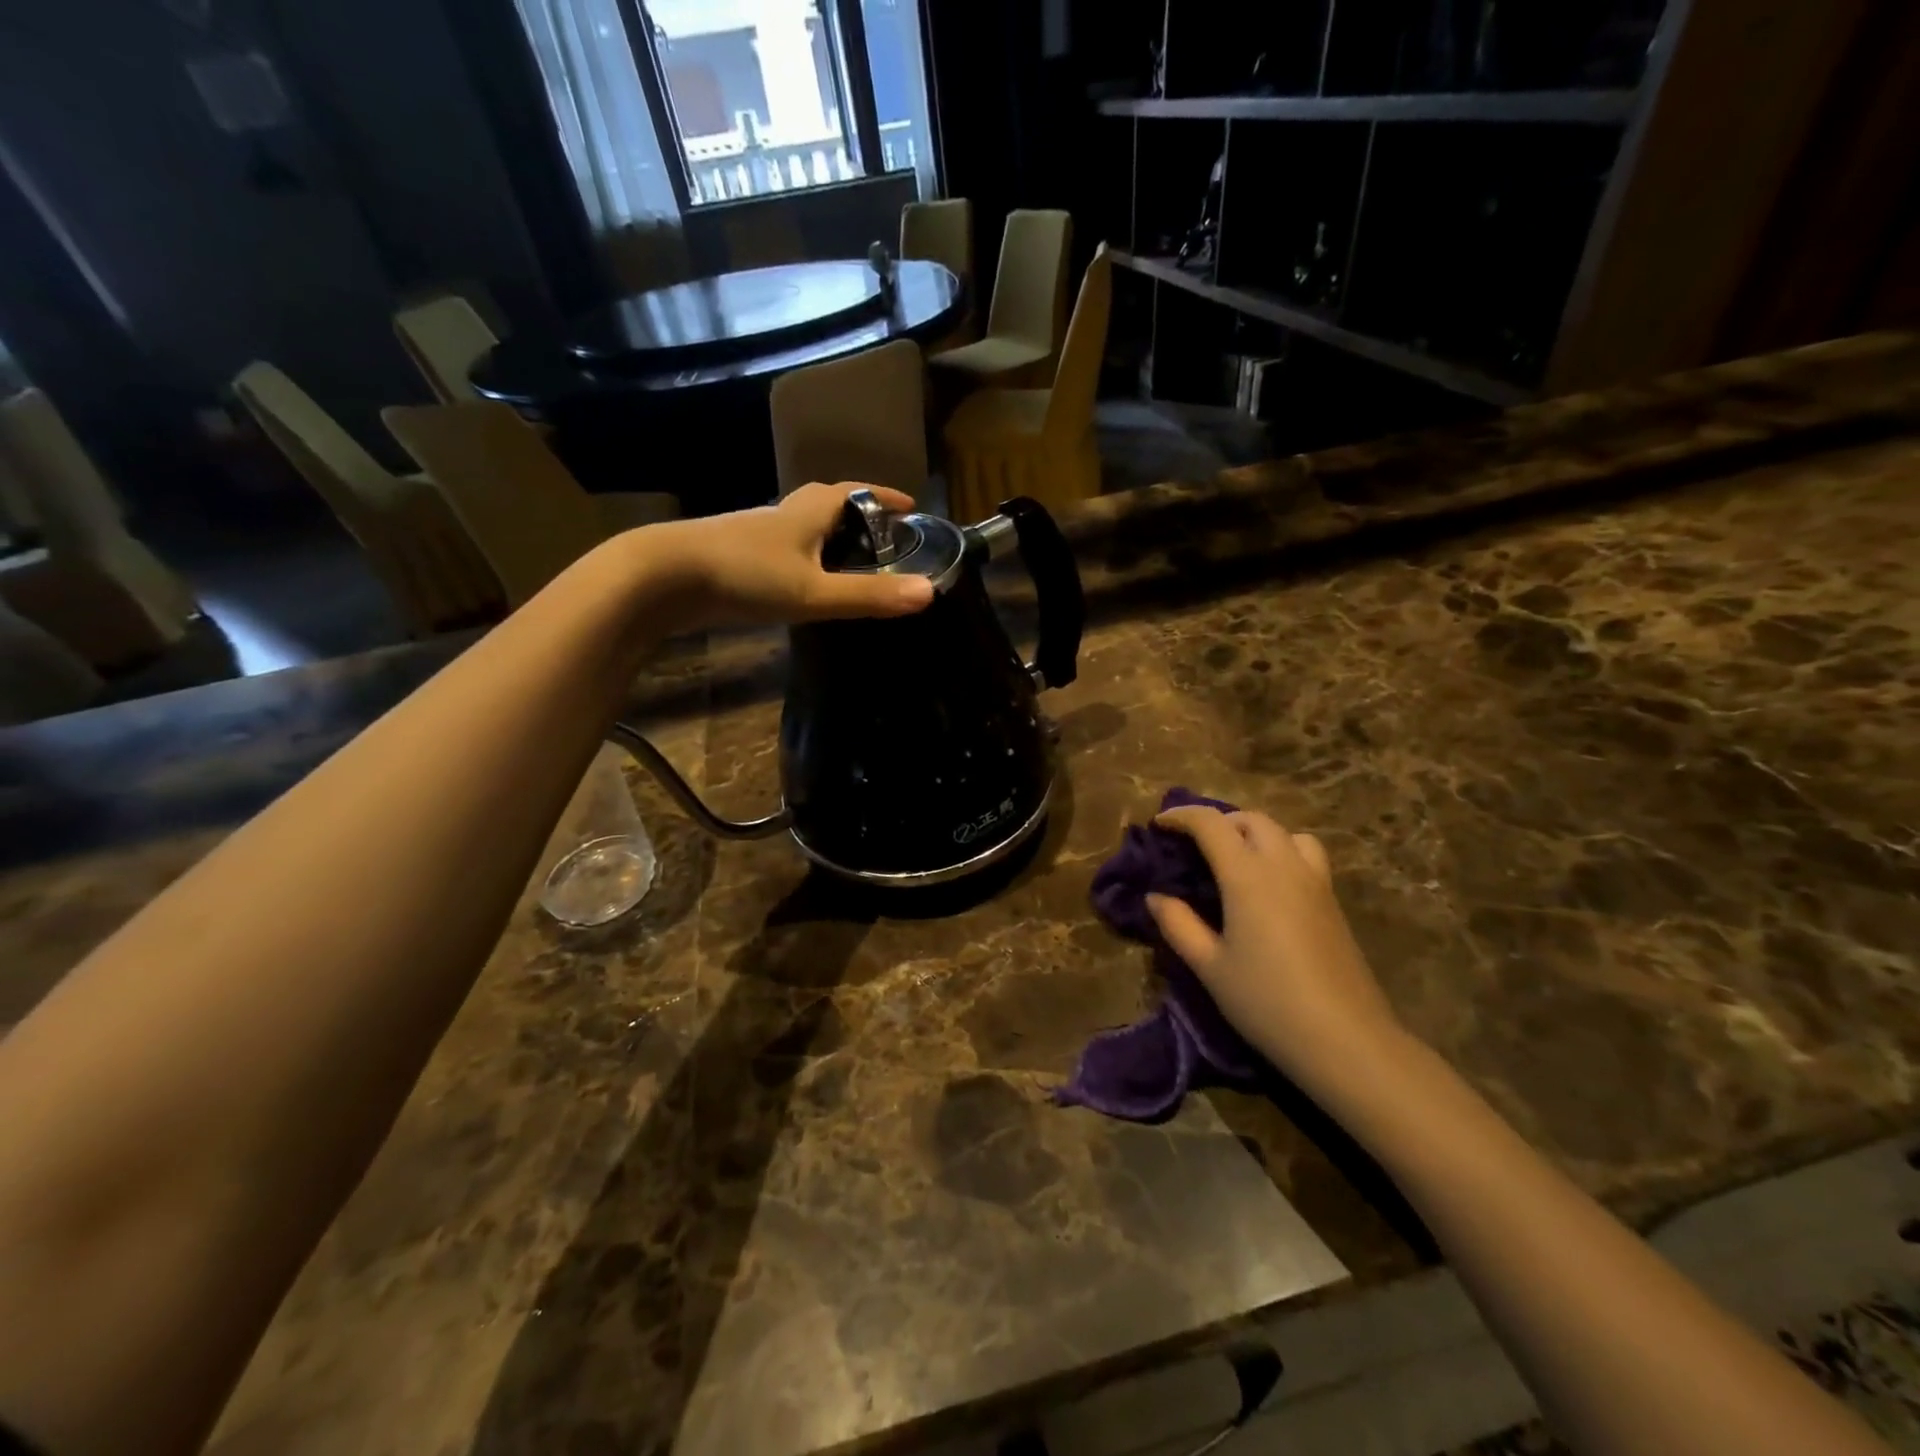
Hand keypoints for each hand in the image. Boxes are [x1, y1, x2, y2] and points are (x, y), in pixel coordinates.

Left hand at [639, 483, 934, 630]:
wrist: (662, 576)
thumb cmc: (745, 575)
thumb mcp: (814, 592)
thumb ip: (869, 596)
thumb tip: (929, 593)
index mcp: (807, 511)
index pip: (854, 492)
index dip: (883, 496)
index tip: (910, 505)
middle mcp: (782, 514)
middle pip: (825, 503)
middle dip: (856, 514)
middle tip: (880, 536)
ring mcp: (754, 533)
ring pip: (800, 526)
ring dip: (826, 535)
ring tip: (848, 560)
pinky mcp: (734, 555)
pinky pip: (780, 548)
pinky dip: (801, 556)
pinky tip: (801, 580)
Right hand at [1148, 807, 1404, 1086]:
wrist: (1346, 1040)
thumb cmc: (1266, 1001)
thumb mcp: (1209, 966)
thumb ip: (1178, 925)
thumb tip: (1156, 897)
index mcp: (1248, 876)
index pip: (1211, 824)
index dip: (1181, 817)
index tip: (1158, 825)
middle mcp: (1284, 866)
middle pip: (1251, 820)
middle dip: (1218, 821)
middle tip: (1193, 844)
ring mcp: (1315, 882)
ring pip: (1285, 832)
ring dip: (1255, 832)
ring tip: (1236, 858)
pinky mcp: (1333, 902)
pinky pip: (1306, 854)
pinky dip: (1281, 851)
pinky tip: (1269, 886)